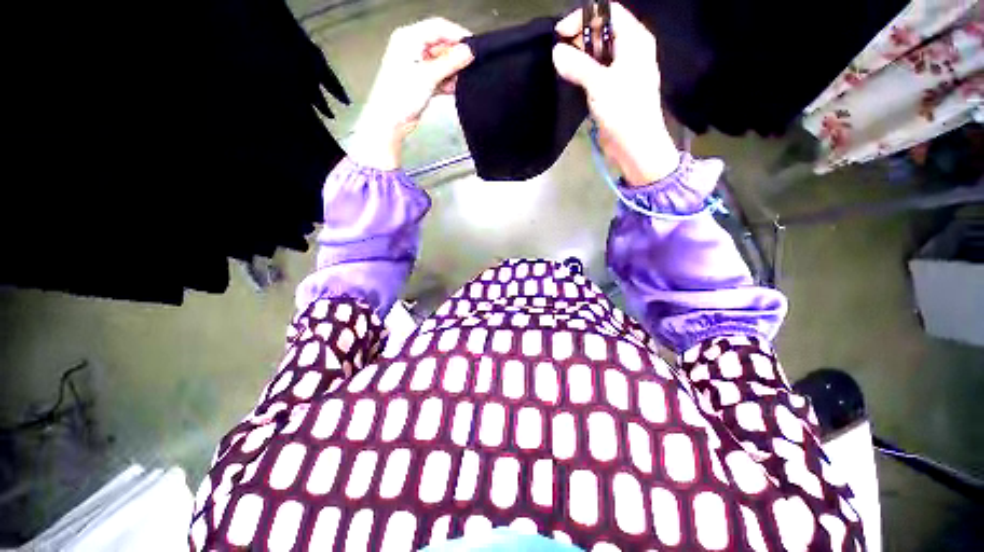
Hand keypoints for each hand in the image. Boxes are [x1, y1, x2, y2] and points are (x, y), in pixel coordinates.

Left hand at [350, 18, 474, 169]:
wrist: (390, 121)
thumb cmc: (399, 96)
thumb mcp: (427, 76)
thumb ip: (450, 62)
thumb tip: (468, 51)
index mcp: (409, 38)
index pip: (438, 28)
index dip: (458, 35)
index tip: (474, 47)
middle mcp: (412, 48)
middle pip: (441, 45)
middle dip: (456, 56)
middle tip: (471, 66)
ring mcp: (417, 66)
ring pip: (442, 62)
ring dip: (453, 71)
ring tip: (462, 81)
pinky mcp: (422, 81)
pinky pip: (439, 76)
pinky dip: (448, 82)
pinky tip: (455, 89)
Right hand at [553, 4, 678, 185]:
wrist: (635, 146)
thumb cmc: (624, 111)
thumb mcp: (600, 85)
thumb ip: (578, 66)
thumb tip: (556, 52)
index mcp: (635, 40)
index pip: (609, 13)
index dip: (584, 18)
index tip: (560, 35)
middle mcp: (630, 50)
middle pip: (602, 31)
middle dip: (579, 39)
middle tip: (560, 55)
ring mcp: (623, 70)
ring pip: (598, 53)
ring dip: (580, 58)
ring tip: (563, 68)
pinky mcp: (615, 89)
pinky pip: (597, 72)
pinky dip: (584, 73)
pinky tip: (572, 80)